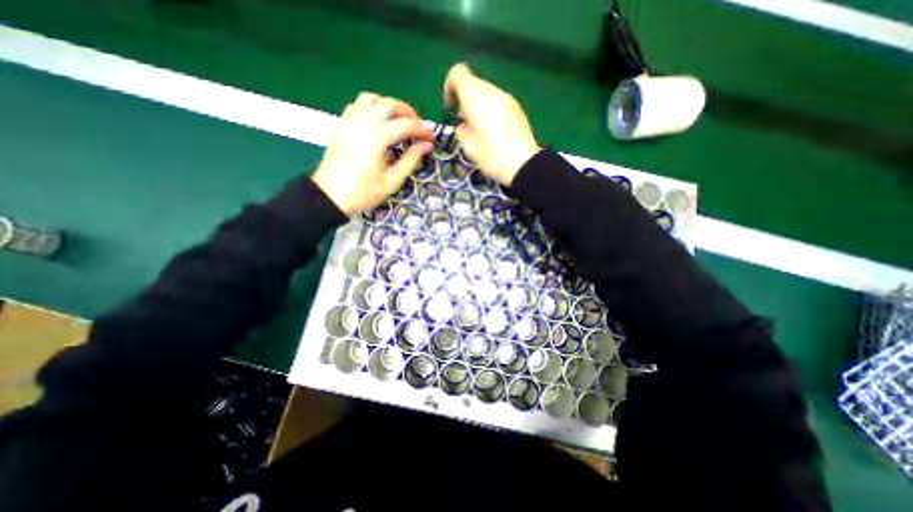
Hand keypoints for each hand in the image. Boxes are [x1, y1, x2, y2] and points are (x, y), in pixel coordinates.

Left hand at [312, 93, 432, 213]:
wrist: (330, 196)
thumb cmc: (363, 192)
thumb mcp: (392, 181)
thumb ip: (411, 160)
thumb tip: (426, 146)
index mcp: (376, 138)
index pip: (406, 125)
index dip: (422, 130)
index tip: (431, 138)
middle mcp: (362, 122)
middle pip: (389, 104)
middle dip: (408, 113)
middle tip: (418, 128)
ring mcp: (349, 121)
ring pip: (372, 99)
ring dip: (389, 105)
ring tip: (399, 120)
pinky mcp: (342, 124)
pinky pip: (358, 105)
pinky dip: (372, 107)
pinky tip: (379, 121)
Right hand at [444, 63, 535, 183]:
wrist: (524, 164)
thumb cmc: (492, 157)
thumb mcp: (468, 148)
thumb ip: (461, 130)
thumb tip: (464, 124)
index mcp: (476, 99)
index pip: (458, 73)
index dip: (449, 86)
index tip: (450, 107)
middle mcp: (492, 91)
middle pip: (472, 82)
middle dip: (464, 99)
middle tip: (465, 123)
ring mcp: (507, 98)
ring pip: (485, 91)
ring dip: (477, 104)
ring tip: (480, 128)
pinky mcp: (516, 107)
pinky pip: (497, 100)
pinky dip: (489, 108)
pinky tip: (493, 130)